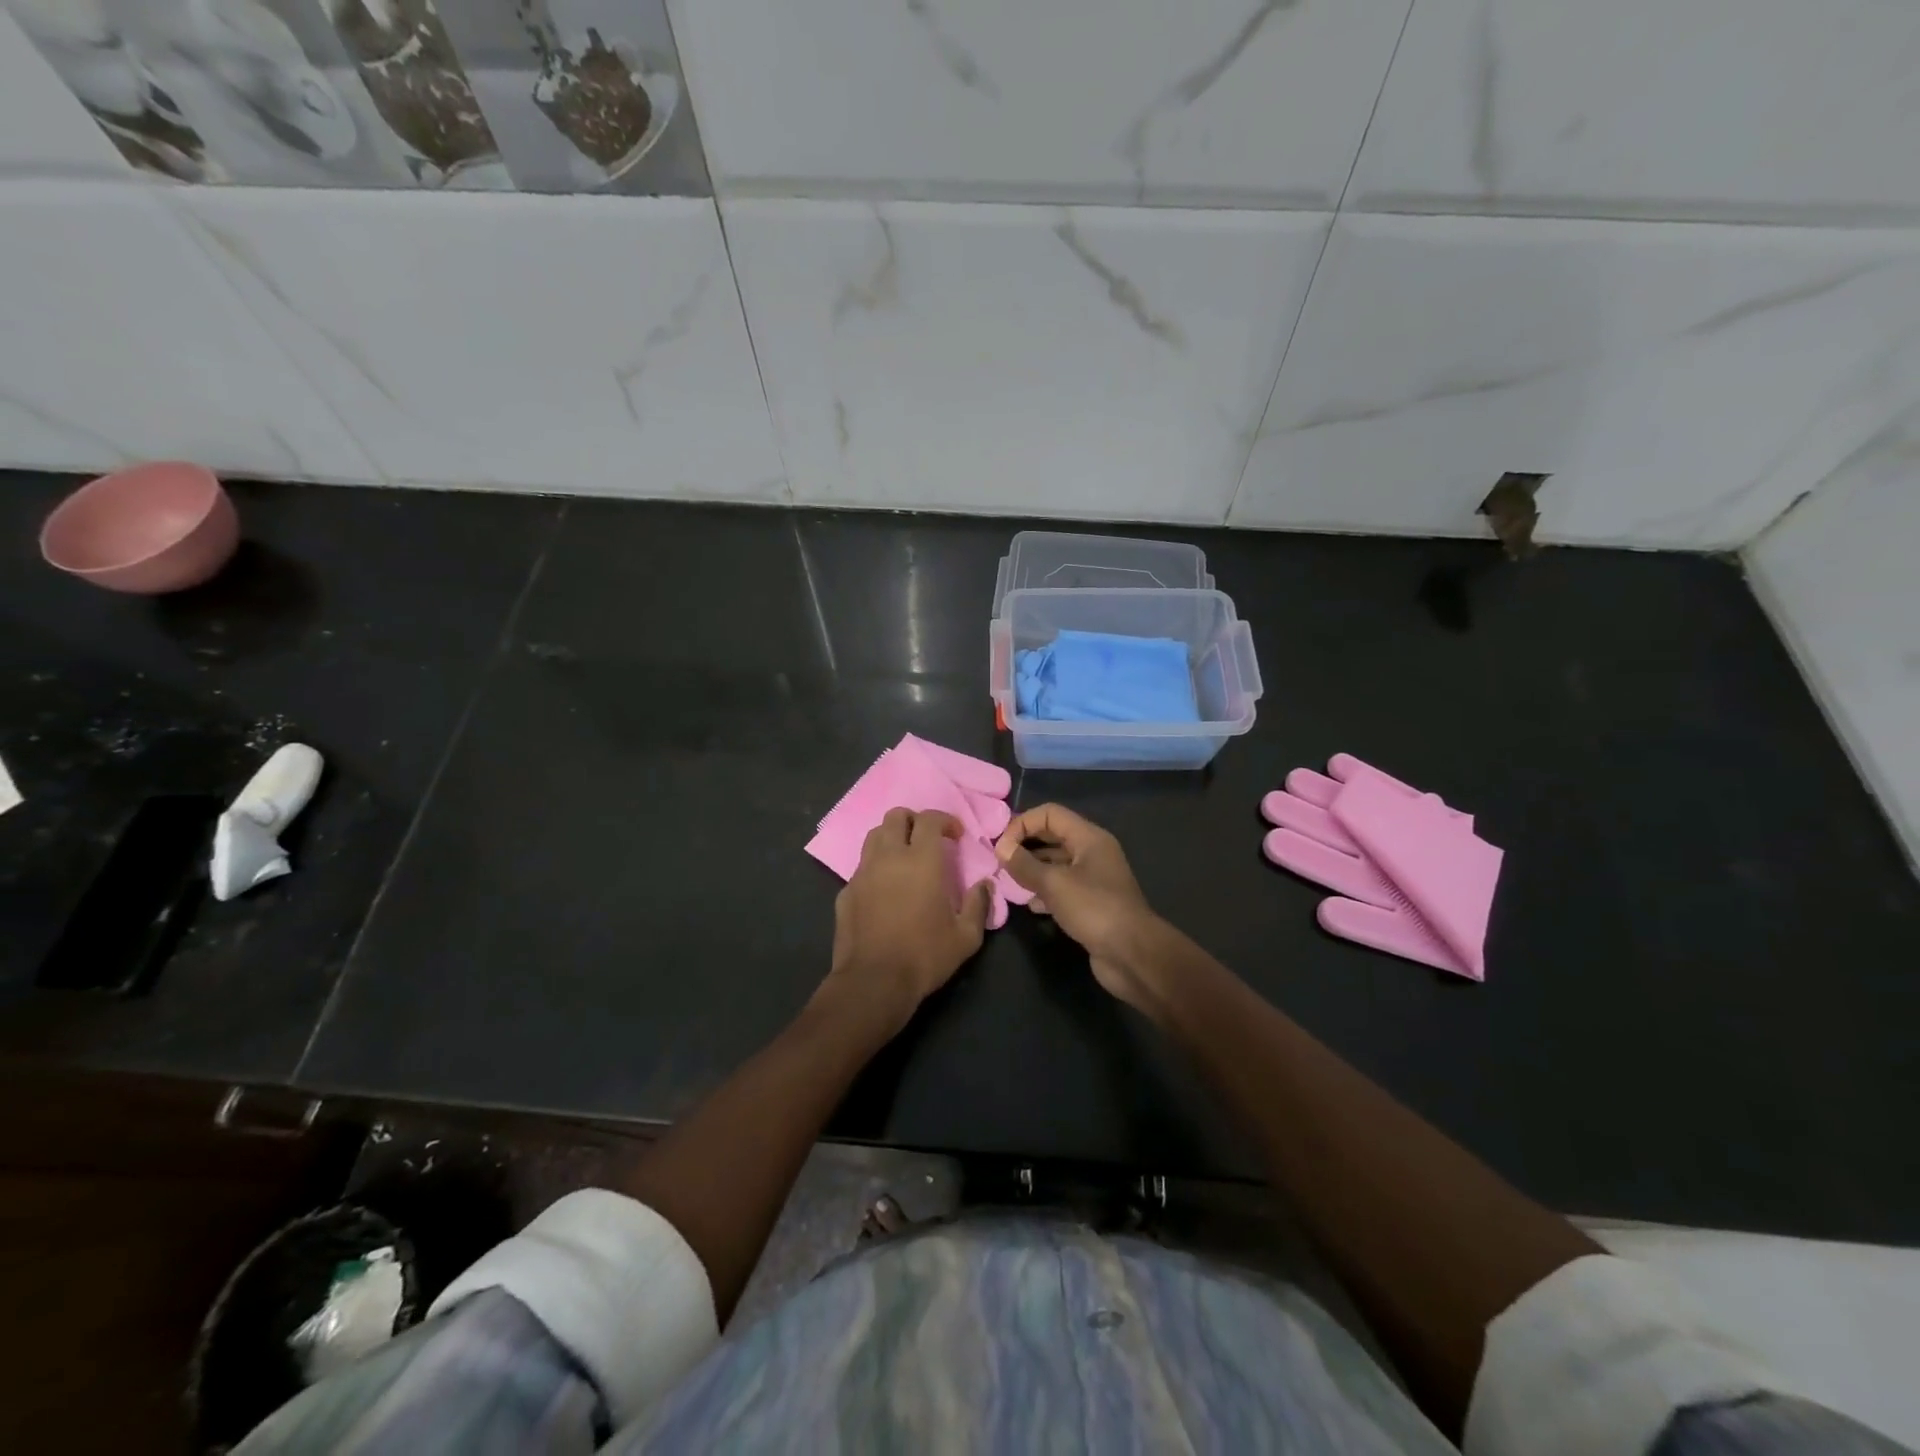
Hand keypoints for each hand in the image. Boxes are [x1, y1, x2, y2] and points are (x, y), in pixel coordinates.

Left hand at [823, 808, 991, 1031]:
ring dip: (891, 837)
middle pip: (896, 816)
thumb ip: (978, 905)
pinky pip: (861, 866)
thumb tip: (985, 885)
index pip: (930, 819)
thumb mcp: (966, 937)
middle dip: (914, 820)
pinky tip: (884, 888)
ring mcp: (863, 873)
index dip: (945, 820)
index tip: (955, 835)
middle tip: (927, 839)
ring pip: (874, 836)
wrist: (874, 981)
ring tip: (904, 857)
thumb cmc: (924, 955)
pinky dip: (875, 866)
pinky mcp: (846, 891)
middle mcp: (889, 857)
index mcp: (921, 860)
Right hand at [993, 804, 1167, 1013]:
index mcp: (1089, 837)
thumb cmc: (1094, 909)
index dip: (1023, 823)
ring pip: (1055, 864)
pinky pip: (1062, 888)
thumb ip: (1025, 864)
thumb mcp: (1054, 884)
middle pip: (1052, 836)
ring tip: (1010, 882)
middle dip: (1025, 845)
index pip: (1050, 814)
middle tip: (1000, 861)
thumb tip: (1001, 848)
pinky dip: (1044, 891)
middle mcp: (1092, 852)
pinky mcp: (1090, 903)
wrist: (1132, 954)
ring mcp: (1093, 878)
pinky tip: (1030, 905)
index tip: (1001, 846)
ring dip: (1032, 869)